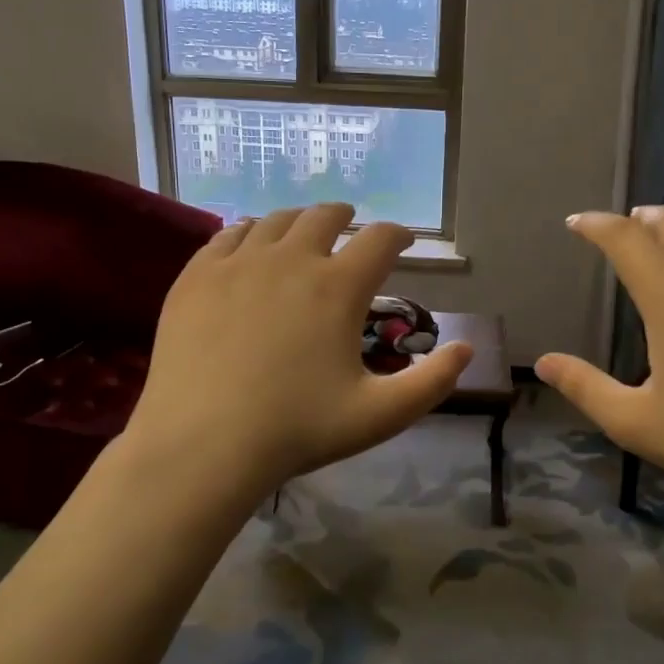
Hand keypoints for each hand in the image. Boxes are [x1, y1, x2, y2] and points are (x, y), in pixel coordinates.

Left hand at [118, 204, 472, 501]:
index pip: (380, 239)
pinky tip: (250, 245)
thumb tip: (467, 349)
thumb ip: (432, 383)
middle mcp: (291, 259)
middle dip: (346, 218)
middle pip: (325, 216)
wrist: (201, 446)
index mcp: (338, 287)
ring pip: (275, 220)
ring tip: (303, 233)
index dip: (399, 234)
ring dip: (299, 221)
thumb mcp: (380, 416)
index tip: (404, 242)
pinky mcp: (197, 276)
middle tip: (351, 228)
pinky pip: (228, 235)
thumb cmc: (297, 431)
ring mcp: (238, 263)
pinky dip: (249, 233)